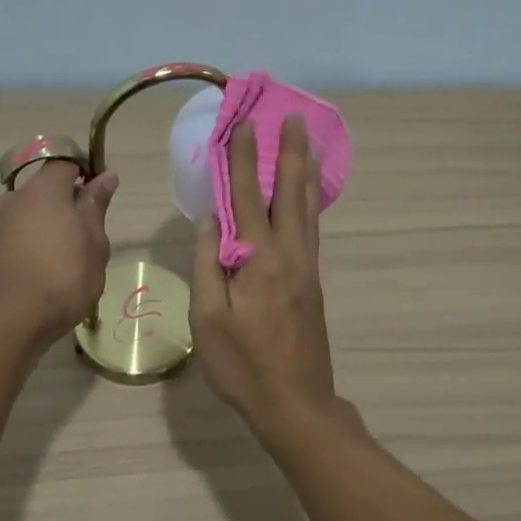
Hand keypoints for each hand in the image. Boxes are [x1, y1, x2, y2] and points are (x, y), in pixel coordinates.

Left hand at [0, 161, 117, 346]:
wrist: (15, 319)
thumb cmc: (65, 276)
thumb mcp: (95, 241)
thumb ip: (96, 205)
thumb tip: (106, 176)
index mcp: (44, 189)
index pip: (66, 162)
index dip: (86, 172)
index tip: (102, 196)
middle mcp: (17, 198)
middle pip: (48, 187)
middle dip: (70, 201)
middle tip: (92, 231)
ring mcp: (2, 223)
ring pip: (34, 210)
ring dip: (54, 222)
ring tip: (73, 253)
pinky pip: (23, 231)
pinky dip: (39, 239)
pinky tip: (52, 265)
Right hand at [190, 116, 340, 440]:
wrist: (295, 403)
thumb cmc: (242, 365)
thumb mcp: (208, 318)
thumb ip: (208, 264)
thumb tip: (211, 219)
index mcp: (259, 260)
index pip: (247, 197)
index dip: (244, 160)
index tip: (246, 125)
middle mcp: (289, 255)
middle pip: (290, 194)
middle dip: (290, 153)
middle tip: (295, 118)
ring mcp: (306, 269)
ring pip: (307, 210)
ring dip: (305, 174)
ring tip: (309, 145)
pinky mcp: (313, 284)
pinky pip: (311, 231)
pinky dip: (310, 204)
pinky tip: (308, 199)